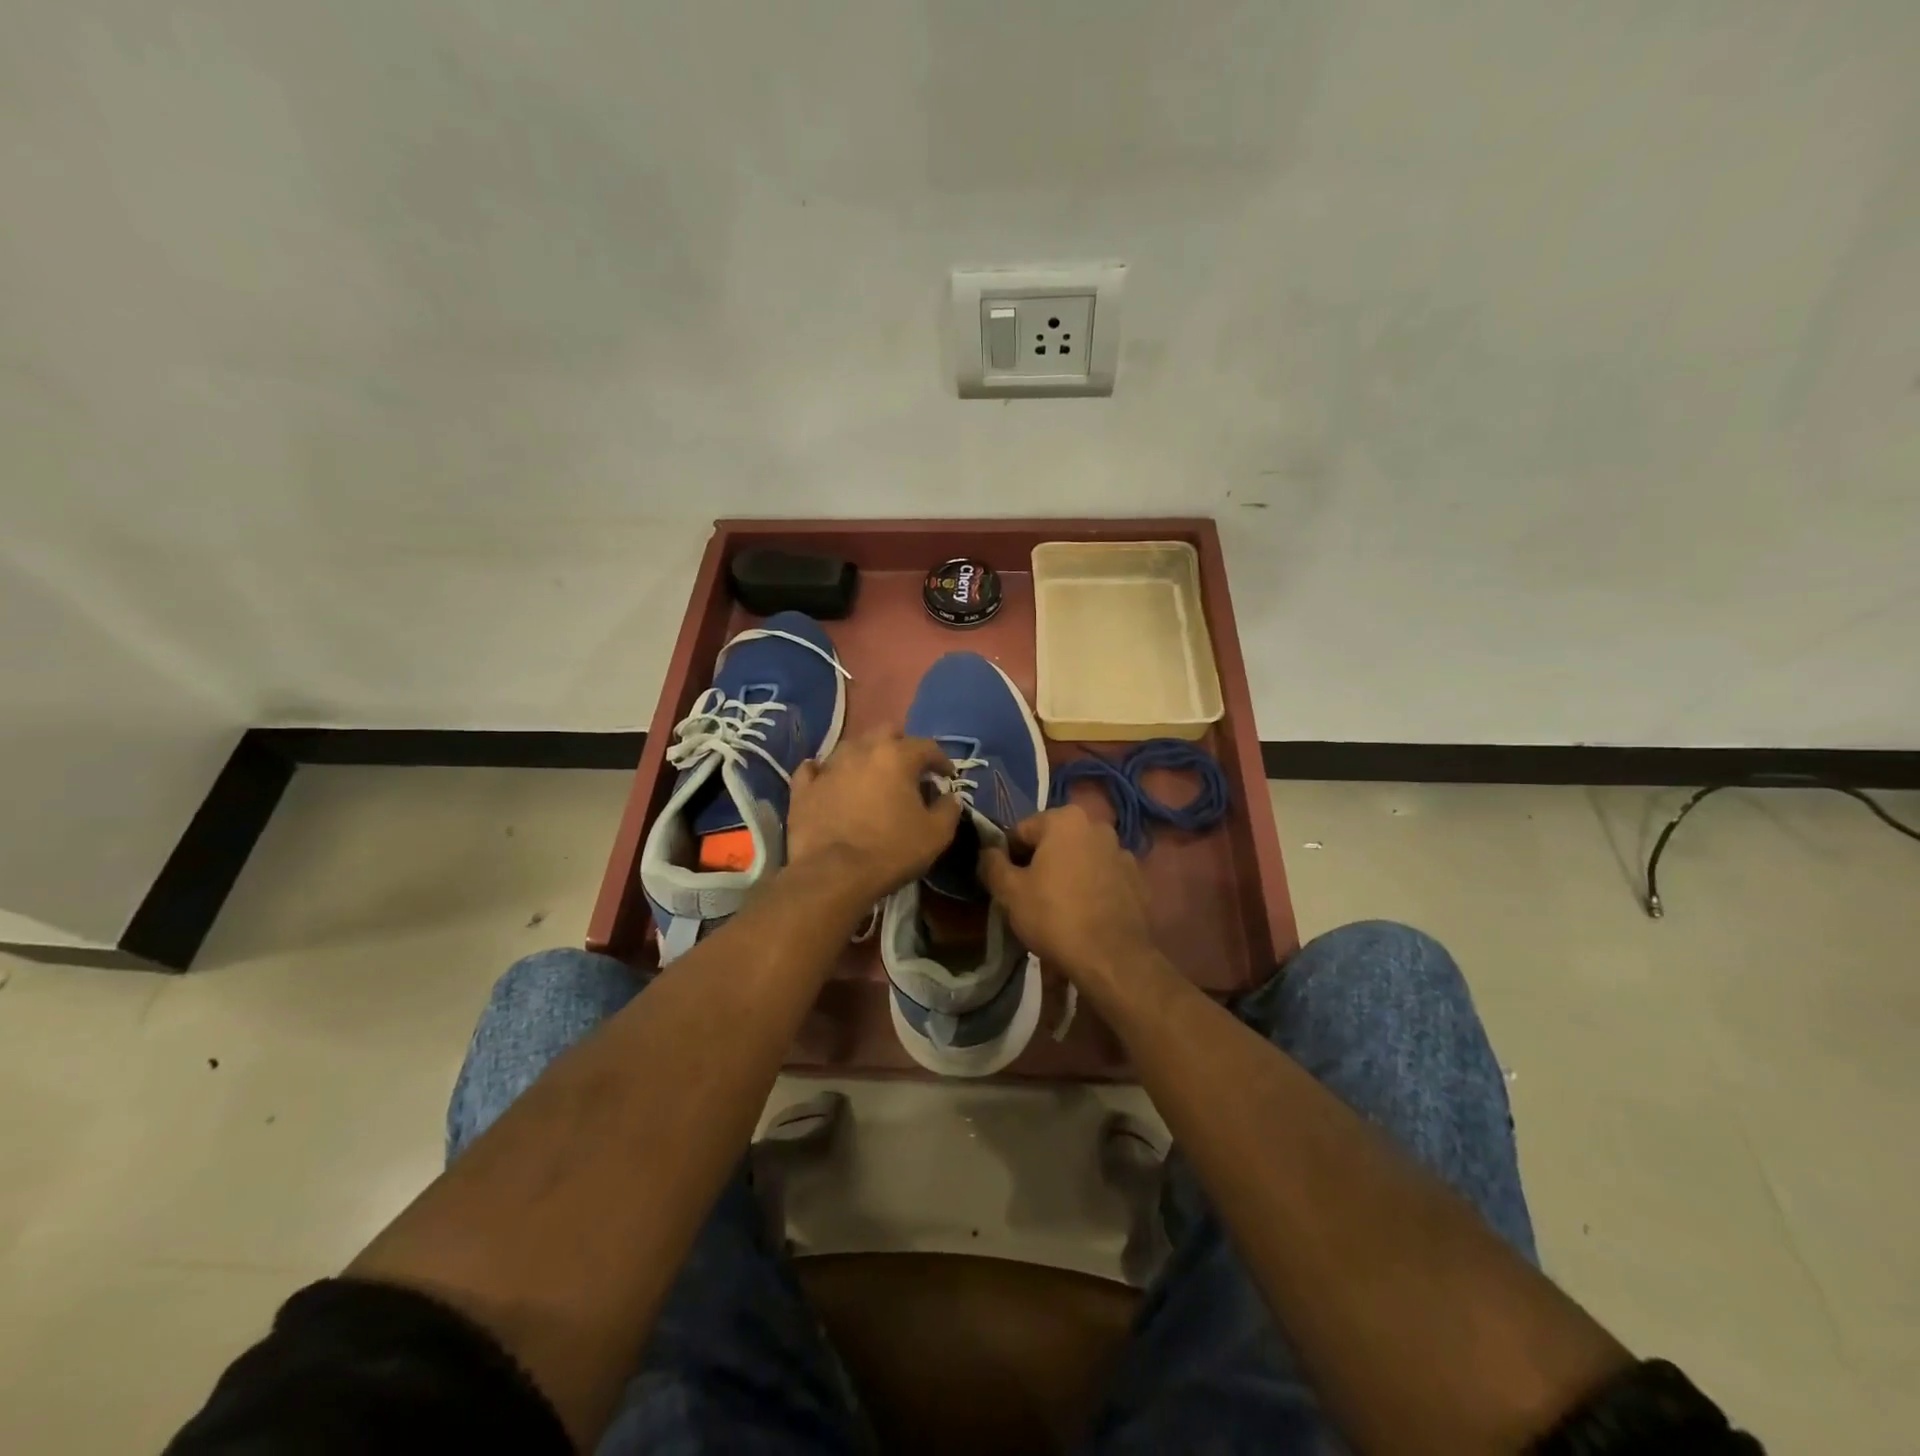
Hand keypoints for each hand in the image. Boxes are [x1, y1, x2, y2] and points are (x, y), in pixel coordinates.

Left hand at [786, 731, 964, 904]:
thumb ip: (949, 809)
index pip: (927, 746)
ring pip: (851, 747)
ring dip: (866, 756)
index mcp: (897, 756)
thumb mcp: (936, 835)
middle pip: (886, 733)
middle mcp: (861, 751)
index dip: (941, 760)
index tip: (946, 776)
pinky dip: (825, 772)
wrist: (832, 875)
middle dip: (902, 746)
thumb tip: (950, 797)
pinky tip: (829, 779)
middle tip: (909, 769)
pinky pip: (814, 770)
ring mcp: (829, 767)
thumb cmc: (890, 851)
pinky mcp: (804, 788)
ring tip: (873, 776)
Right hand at [978, 805, 1155, 985]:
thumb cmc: (1055, 917)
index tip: (1005, 884)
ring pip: (1080, 860)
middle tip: (1029, 898)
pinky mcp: (1138, 880)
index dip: (1008, 857)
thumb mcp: (1010, 892)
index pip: (1021, 831)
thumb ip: (992, 864)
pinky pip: (1103, 879)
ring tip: (1058, 911)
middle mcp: (1098, 826)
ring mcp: (1123, 852)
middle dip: (1040, 864)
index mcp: (1066, 819)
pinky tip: (1085, 916)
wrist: (1113, 959)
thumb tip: (987, 851)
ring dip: (1067, 875)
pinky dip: (1091, 890)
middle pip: (1054, 843)